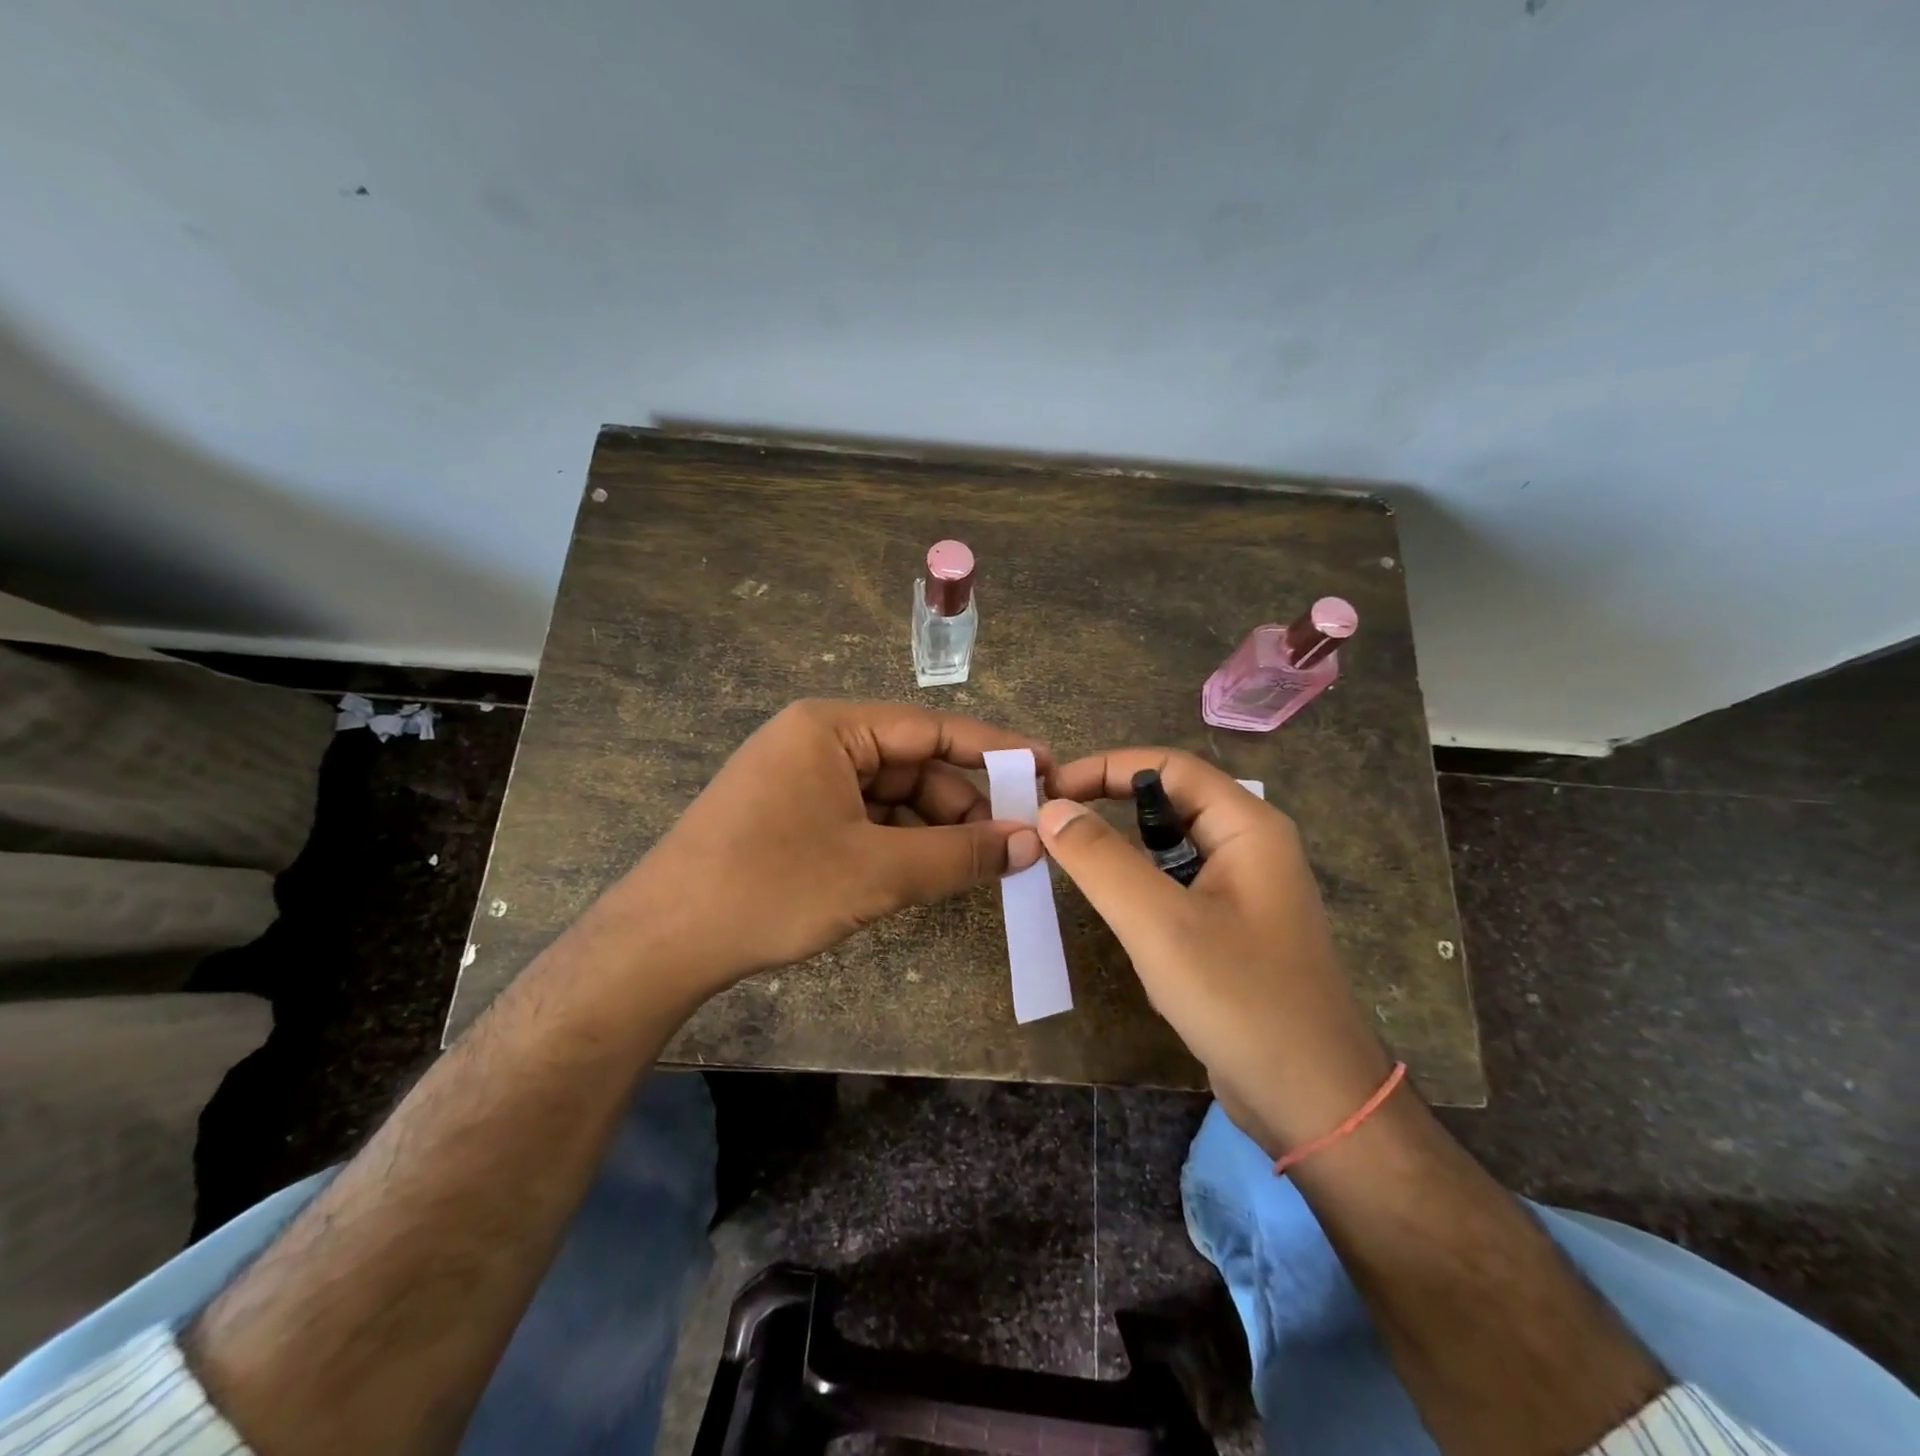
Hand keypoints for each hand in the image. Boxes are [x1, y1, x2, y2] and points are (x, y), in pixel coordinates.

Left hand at [624, 700, 1047, 994]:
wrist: (662, 943)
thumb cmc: (771, 888)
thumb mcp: (877, 872)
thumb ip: (960, 855)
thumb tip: (1029, 844)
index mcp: (832, 727)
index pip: (933, 728)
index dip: (995, 751)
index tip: (1048, 768)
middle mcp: (817, 740)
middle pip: (912, 764)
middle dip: (963, 805)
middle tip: (1014, 845)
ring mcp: (801, 778)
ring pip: (890, 797)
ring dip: (933, 830)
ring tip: (976, 868)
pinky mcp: (792, 815)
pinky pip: (863, 818)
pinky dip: (898, 844)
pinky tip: (926, 874)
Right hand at [1040, 749, 1393, 1157]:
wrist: (1314, 1103)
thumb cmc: (1241, 1000)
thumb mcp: (1160, 924)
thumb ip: (1101, 860)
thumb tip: (1052, 809)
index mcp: (1249, 828)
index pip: (1170, 766)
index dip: (1107, 767)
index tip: (1052, 789)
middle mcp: (1251, 848)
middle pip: (1171, 802)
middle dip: (1110, 804)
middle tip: (1052, 823)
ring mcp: (1245, 892)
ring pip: (1170, 848)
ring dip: (1122, 849)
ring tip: (1070, 863)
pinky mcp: (1233, 931)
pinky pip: (1177, 888)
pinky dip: (1139, 888)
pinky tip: (1116, 915)